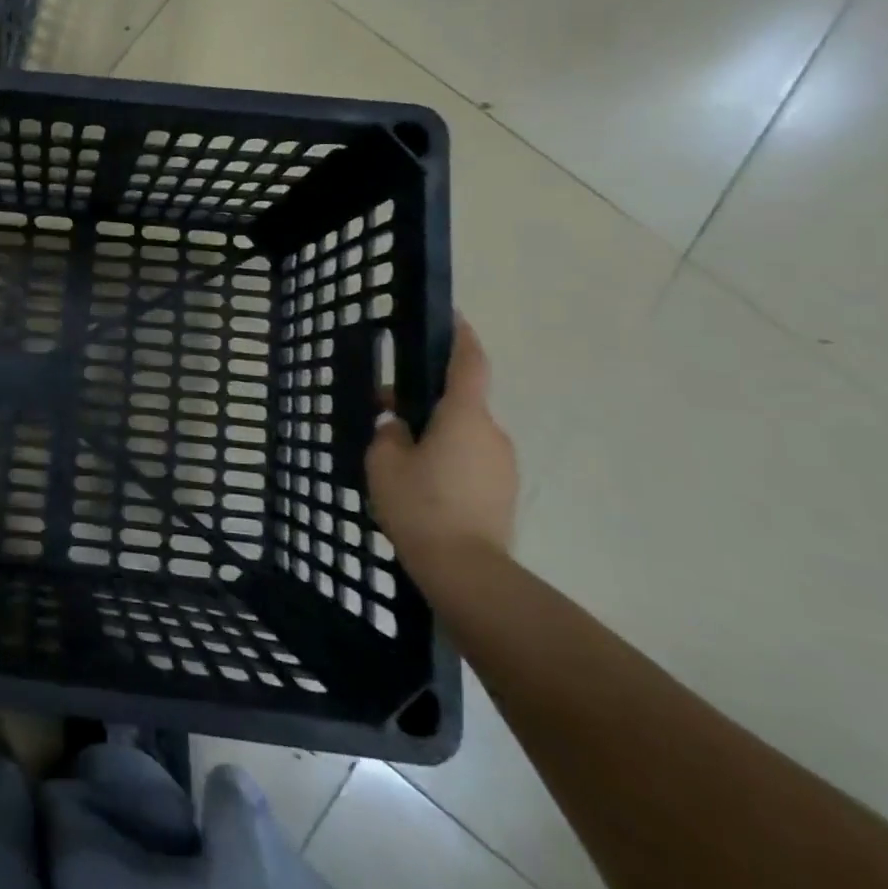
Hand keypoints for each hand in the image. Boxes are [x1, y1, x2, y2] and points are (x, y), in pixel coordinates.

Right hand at [366, 313, 516, 574]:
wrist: (467, 571)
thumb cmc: (421, 505)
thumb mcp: (385, 462)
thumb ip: (389, 434)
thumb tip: (399, 428)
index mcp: (463, 416)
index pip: (469, 363)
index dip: (461, 337)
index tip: (453, 317)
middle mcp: (491, 432)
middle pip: (459, 402)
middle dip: (426, 400)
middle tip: (387, 411)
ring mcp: (503, 465)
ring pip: (464, 434)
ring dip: (436, 433)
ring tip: (399, 456)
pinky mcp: (503, 492)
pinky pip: (472, 461)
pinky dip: (448, 460)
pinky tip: (421, 484)